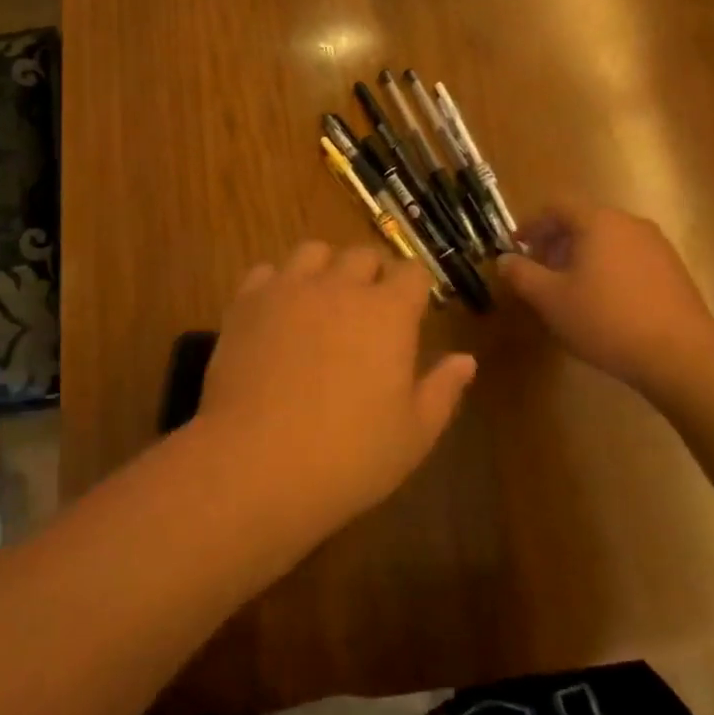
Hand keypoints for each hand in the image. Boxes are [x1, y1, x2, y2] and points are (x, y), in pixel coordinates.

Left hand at [194, 242, 477, 533]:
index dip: (415, 288)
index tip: (413, 311)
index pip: (412, 272)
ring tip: (322, 301)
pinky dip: (277, 284)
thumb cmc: (349, 455)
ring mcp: (289, 289)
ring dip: (325, 268)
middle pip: (363, 254)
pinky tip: (277, 313)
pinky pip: (267, 271)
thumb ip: (443, 389)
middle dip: (372, 274)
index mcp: (388, 312)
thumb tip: (465, 360)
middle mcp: (340, 286)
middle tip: (369, 310)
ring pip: (313, 251)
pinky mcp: (247, 302)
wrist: (257, 463)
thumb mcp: (413, 434)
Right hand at [497, 201, 713, 388]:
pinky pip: (629, 257)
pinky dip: (608, 269)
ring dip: (582, 257)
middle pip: (583, 221)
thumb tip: (503, 259)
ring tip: (569, 290)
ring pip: (607, 240)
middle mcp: (628, 223)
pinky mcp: (673, 270)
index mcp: (597, 221)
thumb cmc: (605, 319)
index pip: (555, 207)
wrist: (681, 354)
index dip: (530, 224)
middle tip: (539, 271)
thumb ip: (521, 274)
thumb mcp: (550, 299)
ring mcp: (656, 245)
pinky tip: (604, 303)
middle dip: (555, 242)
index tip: (515, 248)